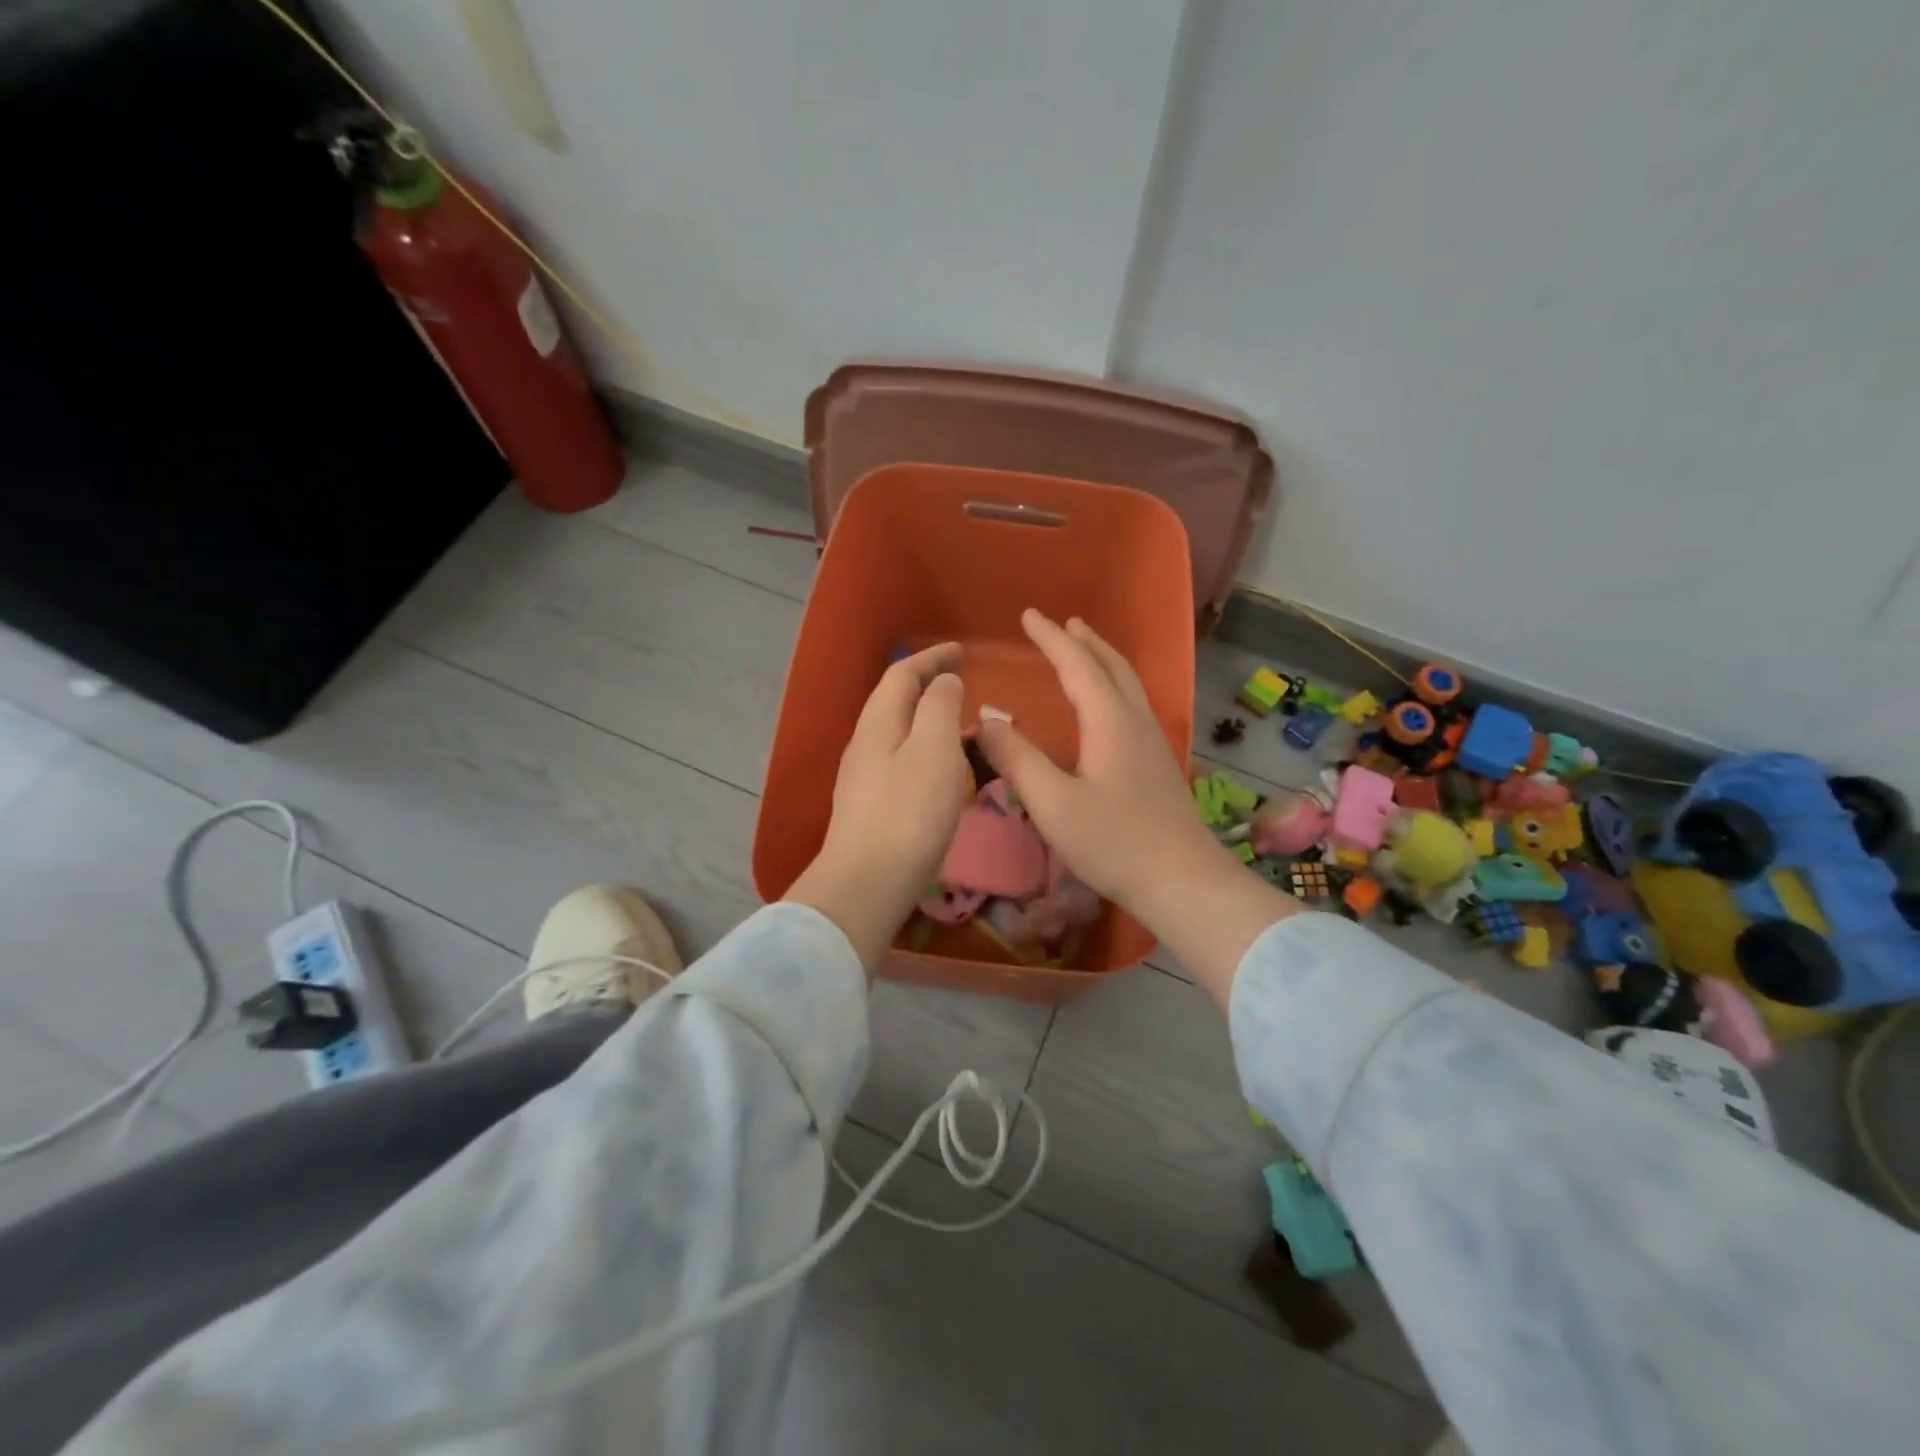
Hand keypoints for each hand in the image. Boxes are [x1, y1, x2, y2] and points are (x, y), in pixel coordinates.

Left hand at [785, 643, 969, 972]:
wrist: (866, 884)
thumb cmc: (908, 813)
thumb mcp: (934, 751)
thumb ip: (940, 708)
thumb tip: (943, 681)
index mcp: (878, 723)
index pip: (902, 674)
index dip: (931, 657)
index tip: (962, 650)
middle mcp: (864, 744)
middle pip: (893, 700)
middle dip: (925, 684)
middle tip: (960, 682)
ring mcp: (862, 778)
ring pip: (896, 731)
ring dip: (925, 717)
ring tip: (957, 722)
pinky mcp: (869, 807)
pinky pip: (899, 759)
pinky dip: (923, 748)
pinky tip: (940, 769)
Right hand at [978, 612, 1222, 908]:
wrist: (1182, 881)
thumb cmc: (1113, 842)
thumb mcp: (1052, 803)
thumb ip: (1017, 758)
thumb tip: (986, 719)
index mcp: (1110, 722)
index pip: (1078, 665)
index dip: (1051, 639)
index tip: (1028, 615)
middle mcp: (1135, 722)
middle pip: (1112, 666)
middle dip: (1085, 641)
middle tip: (1063, 622)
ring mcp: (1152, 743)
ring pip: (1127, 684)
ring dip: (1103, 660)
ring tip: (1085, 650)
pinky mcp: (1157, 764)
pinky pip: (1131, 705)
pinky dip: (1113, 685)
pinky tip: (1106, 707)